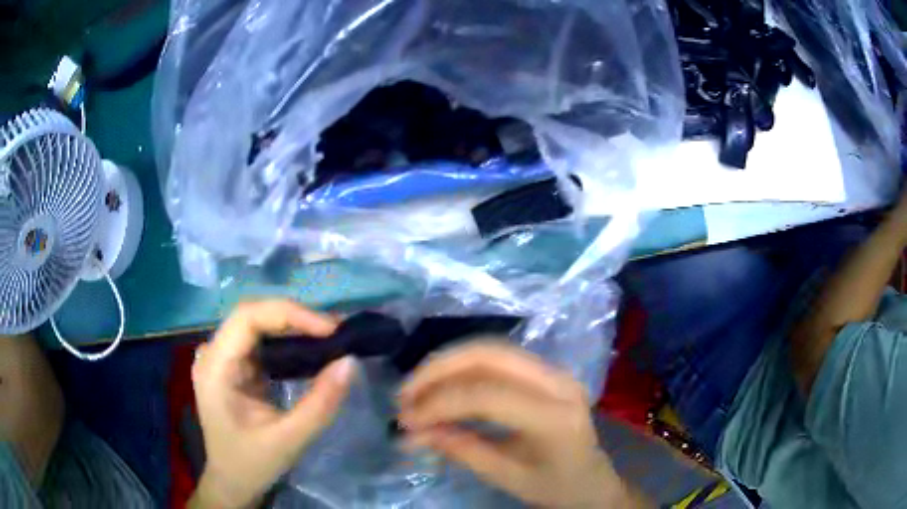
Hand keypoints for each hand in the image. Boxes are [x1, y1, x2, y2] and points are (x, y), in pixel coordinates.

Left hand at [190, 301, 354, 508]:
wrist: (232, 481)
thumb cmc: (253, 463)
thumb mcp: (289, 439)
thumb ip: (320, 403)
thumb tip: (349, 362)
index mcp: (215, 368)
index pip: (247, 318)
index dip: (289, 314)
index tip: (329, 329)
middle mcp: (213, 354)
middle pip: (252, 315)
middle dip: (294, 317)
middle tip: (335, 331)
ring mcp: (221, 358)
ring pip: (256, 323)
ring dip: (293, 325)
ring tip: (329, 336)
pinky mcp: (233, 366)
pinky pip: (259, 340)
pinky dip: (287, 339)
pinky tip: (309, 347)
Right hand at [399, 343, 649, 507]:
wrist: (592, 481)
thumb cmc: (555, 487)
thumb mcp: (507, 477)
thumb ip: (461, 449)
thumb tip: (411, 432)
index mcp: (555, 417)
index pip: (487, 396)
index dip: (440, 403)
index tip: (406, 420)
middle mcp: (558, 383)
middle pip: (489, 355)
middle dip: (439, 369)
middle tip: (405, 393)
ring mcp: (555, 372)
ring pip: (492, 349)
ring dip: (448, 364)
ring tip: (416, 388)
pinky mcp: (547, 372)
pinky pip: (499, 358)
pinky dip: (464, 367)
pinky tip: (443, 384)